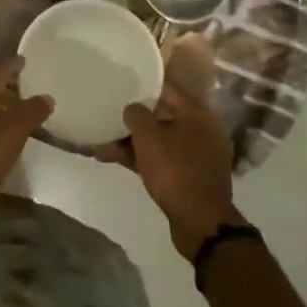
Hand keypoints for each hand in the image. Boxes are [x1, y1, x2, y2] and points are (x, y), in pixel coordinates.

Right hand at [107, 81, 237, 257]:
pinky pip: (164, 158)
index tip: (121, 84)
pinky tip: (116, 160)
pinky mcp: (192, 175)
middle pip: (163, 115)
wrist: (201, 222)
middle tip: (110, 117)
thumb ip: (136, 115)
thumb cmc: (175, 171)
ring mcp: (198, 154)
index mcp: (197, 114)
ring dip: (134, 141)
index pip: (167, 88)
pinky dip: (143, 158)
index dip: (143, 85)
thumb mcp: (149, 138)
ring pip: (161, 139)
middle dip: (135, 119)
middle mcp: (202, 130)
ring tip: (103, 145)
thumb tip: (133, 108)